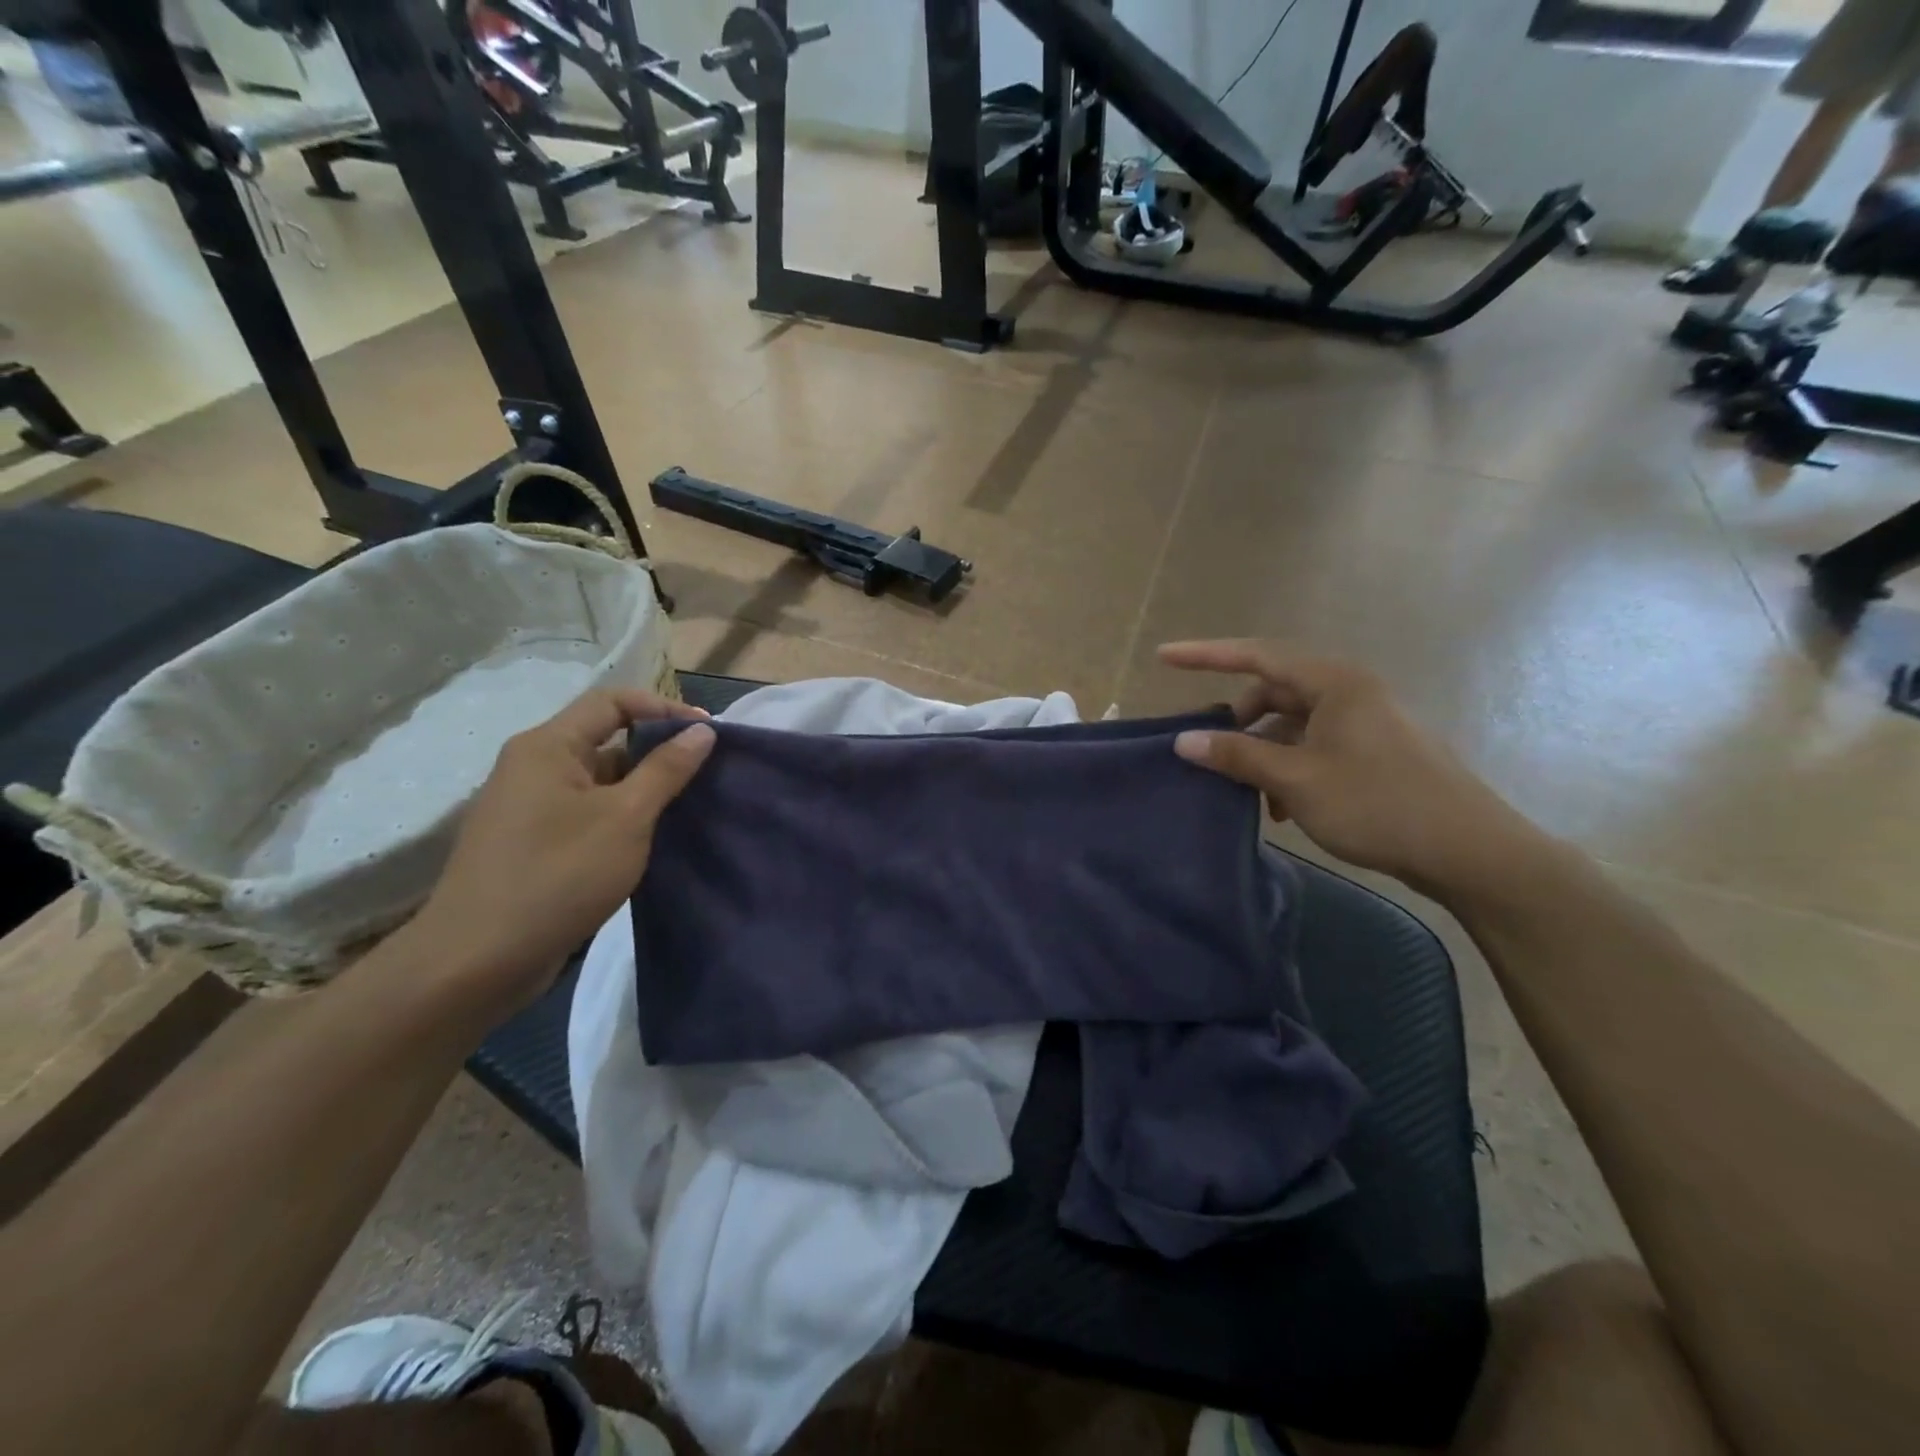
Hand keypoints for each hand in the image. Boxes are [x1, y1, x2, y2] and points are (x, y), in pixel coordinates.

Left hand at [400, 688, 714, 1019]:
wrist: (475, 963)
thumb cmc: (557, 876)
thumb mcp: (625, 818)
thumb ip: (666, 769)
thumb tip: (702, 732)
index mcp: (548, 746)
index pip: (612, 701)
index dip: (664, 708)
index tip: (708, 735)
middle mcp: (532, 766)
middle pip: (605, 738)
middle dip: (658, 751)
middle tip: (706, 773)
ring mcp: (528, 807)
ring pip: (598, 780)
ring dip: (643, 788)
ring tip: (689, 808)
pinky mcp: (531, 844)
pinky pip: (586, 812)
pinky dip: (621, 817)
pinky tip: (651, 840)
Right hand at [1161, 640, 1542, 899]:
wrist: (1469, 852)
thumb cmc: (1378, 804)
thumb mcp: (1296, 780)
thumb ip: (1237, 756)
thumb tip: (1184, 740)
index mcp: (1333, 683)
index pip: (1256, 656)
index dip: (1206, 655)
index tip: (1163, 656)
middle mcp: (1348, 692)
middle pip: (1273, 692)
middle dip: (1236, 721)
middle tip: (1207, 751)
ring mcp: (1363, 722)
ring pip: (1291, 725)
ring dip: (1261, 753)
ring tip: (1246, 793)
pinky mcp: (1372, 752)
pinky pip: (1312, 747)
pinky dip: (1287, 768)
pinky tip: (1279, 807)